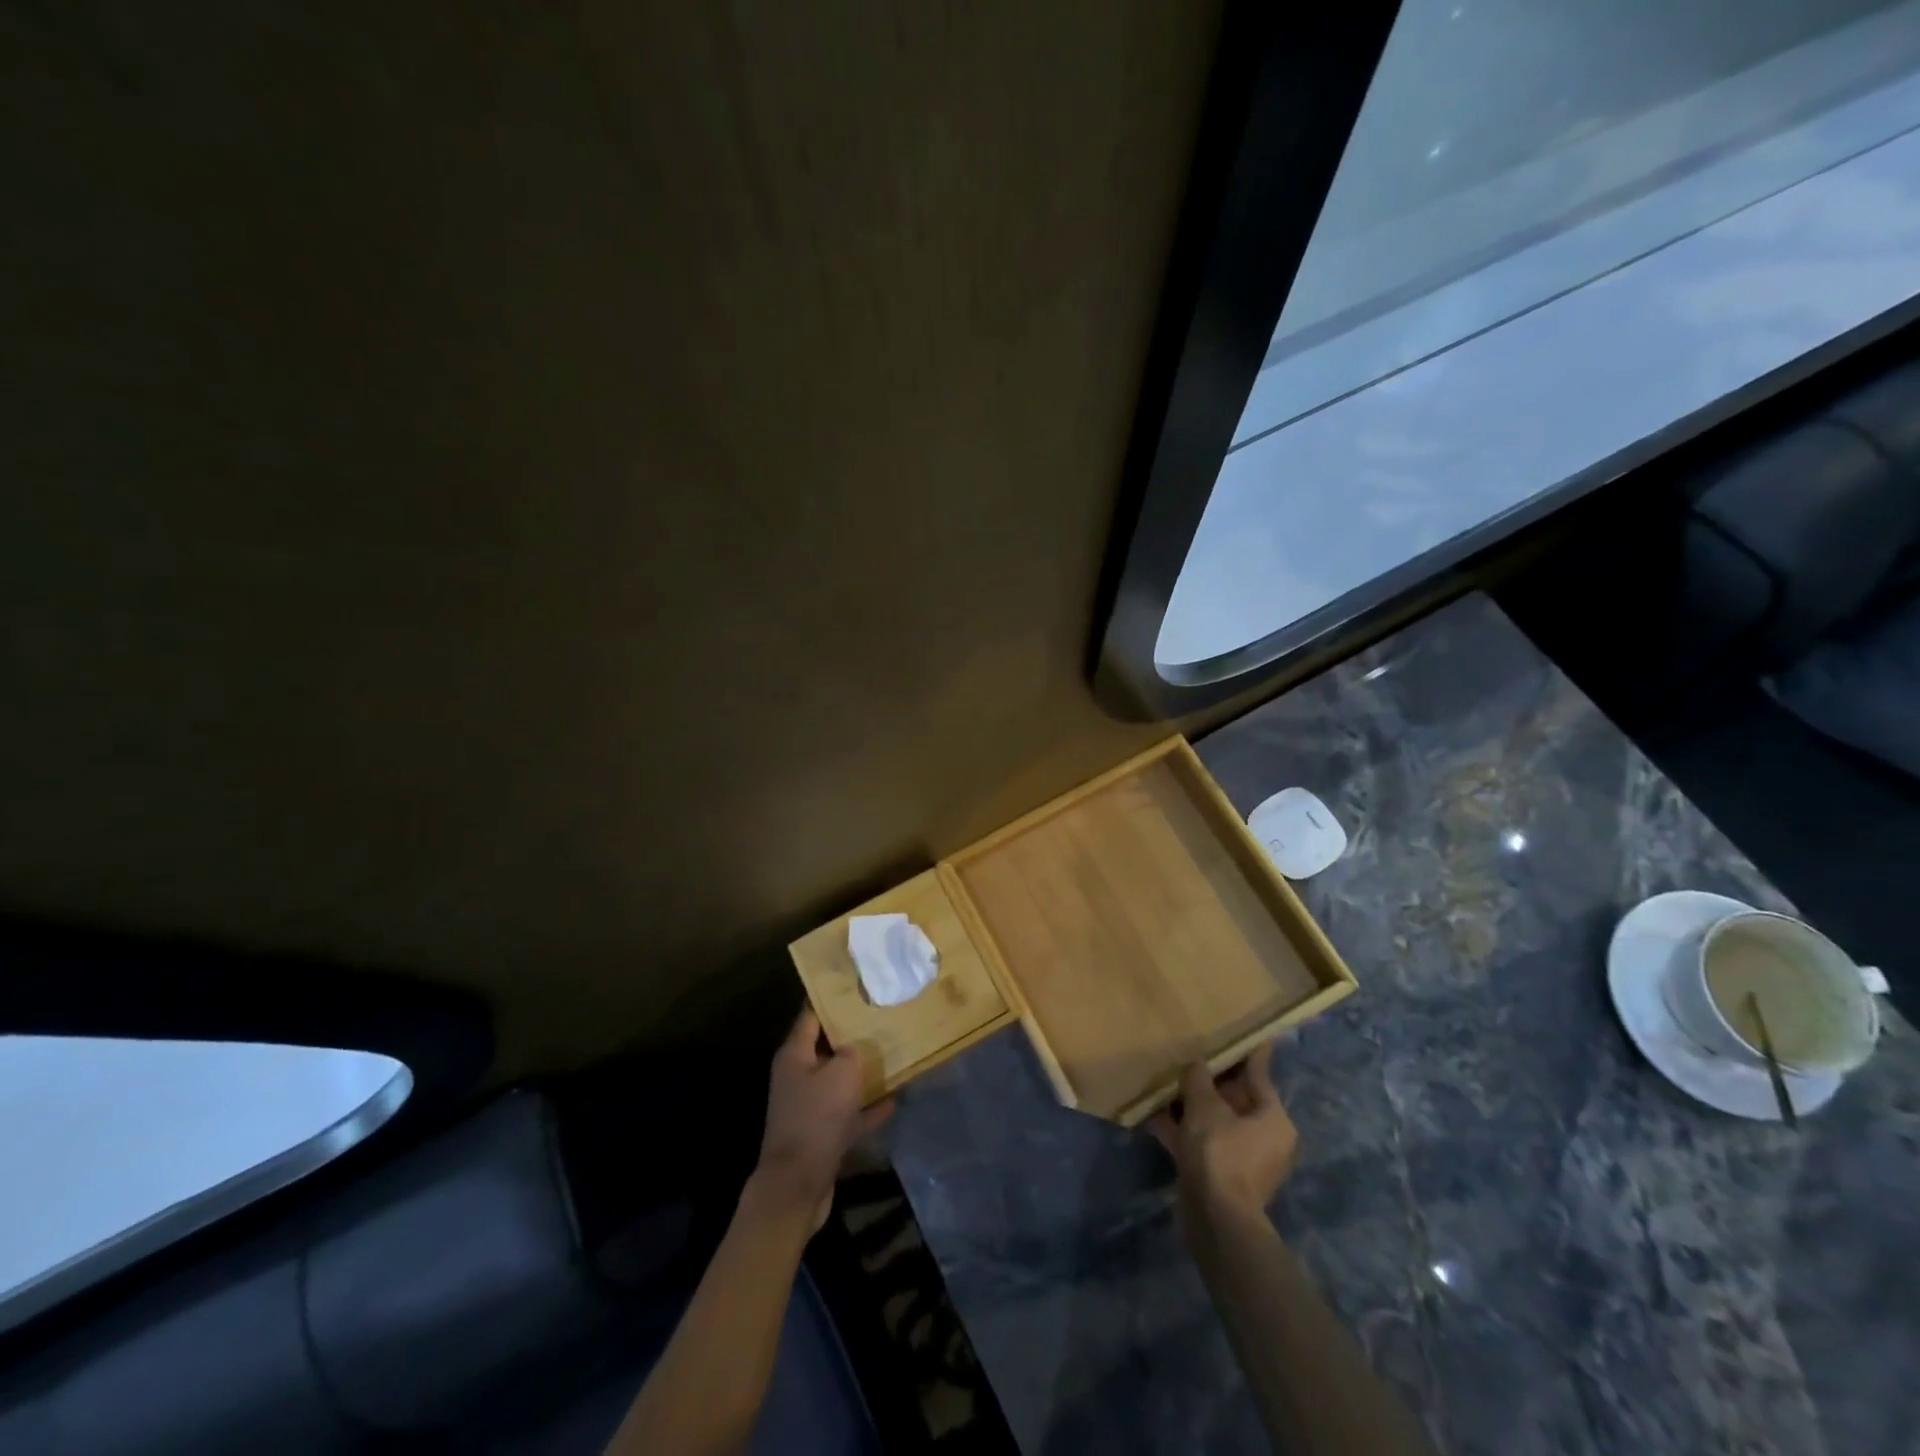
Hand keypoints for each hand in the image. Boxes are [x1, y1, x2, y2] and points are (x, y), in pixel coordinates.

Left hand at [751, 1009, 893, 1232]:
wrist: (798, 1184)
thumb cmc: (817, 1118)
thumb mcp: (842, 1073)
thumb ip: (852, 1052)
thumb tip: (855, 1049)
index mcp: (795, 1055)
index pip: (811, 1015)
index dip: (831, 998)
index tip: (855, 984)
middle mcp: (798, 1077)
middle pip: (827, 1047)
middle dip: (853, 1034)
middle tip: (882, 1016)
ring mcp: (809, 1107)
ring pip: (840, 1080)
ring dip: (863, 1071)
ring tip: (893, 1054)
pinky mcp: (822, 1134)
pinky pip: (850, 1112)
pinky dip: (869, 1107)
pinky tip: (895, 1099)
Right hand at [1148, 1041, 1297, 1228]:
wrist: (1216, 1220)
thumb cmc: (1220, 1153)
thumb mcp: (1206, 1106)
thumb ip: (1199, 1079)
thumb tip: (1196, 1065)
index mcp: (1273, 1119)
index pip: (1259, 1074)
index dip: (1248, 1052)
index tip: (1243, 1031)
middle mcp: (1264, 1138)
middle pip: (1235, 1098)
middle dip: (1210, 1079)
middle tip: (1190, 1050)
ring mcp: (1241, 1159)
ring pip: (1214, 1120)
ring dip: (1191, 1104)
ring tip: (1165, 1079)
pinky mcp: (1219, 1175)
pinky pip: (1200, 1141)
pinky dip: (1181, 1129)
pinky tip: (1153, 1113)